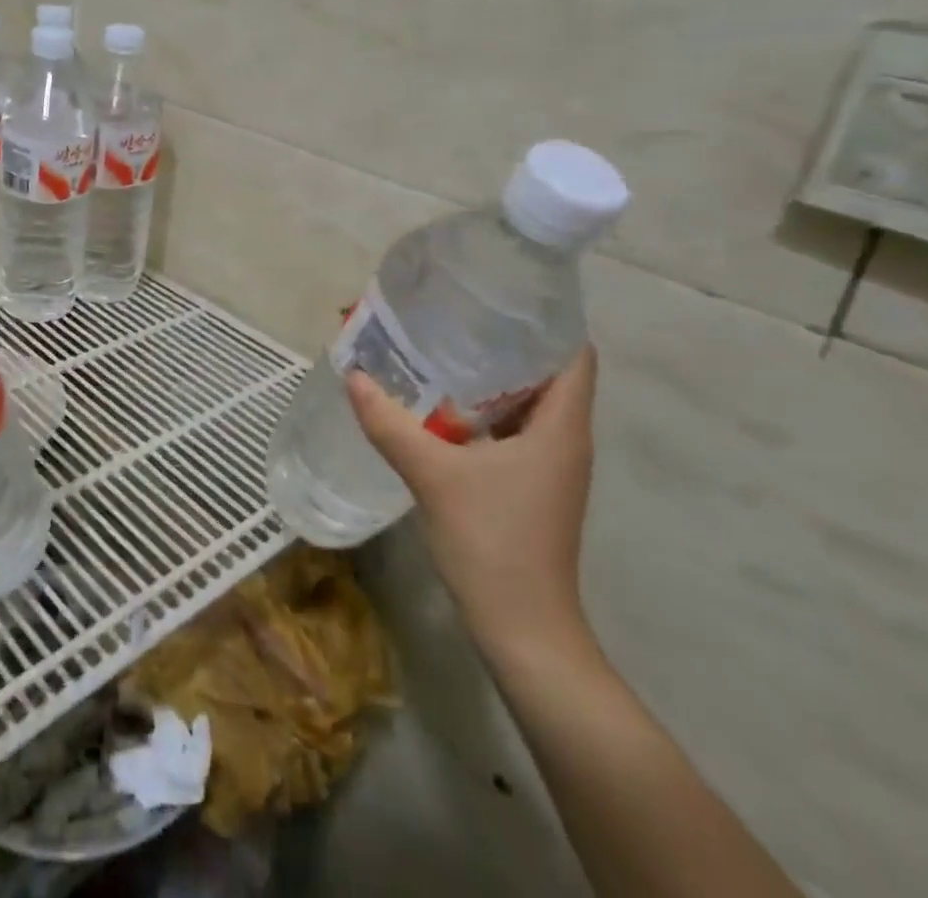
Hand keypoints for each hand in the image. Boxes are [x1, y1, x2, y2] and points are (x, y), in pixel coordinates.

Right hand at [347, 347, 598, 661]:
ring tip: (438, 350)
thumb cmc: (493, 544)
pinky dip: (480, 411)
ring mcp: (548, 465)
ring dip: (487, 378)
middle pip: (544, 372)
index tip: (496, 296)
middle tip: (450, 316)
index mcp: (560, 427)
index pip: (574, 353)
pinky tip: (438, 406)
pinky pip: (509, 430)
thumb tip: (353, 375)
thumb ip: (390, 423)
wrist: (523, 631)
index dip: (544, 320)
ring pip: (525, 403)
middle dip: (501, 342)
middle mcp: (563, 439)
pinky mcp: (530, 486)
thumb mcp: (433, 476)